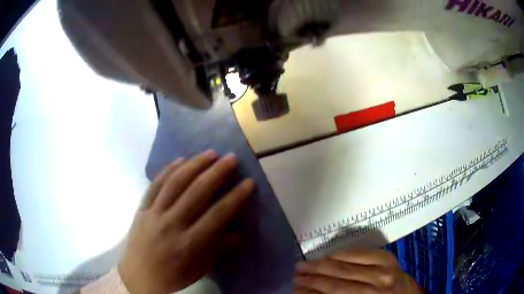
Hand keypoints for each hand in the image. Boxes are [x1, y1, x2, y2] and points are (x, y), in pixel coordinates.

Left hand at [118, 150, 253, 293]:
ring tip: (209, 153)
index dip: (235, 198)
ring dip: (193, 165)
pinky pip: (154, 186)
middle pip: (196, 193)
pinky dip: (167, 171)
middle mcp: (171, 225)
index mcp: (188, 244)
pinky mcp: (142, 209)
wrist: (139, 277)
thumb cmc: (173, 276)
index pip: (216, 216)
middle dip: (216, 173)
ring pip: (174, 184)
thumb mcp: (199, 268)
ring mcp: (153, 214)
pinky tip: (179, 160)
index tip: (249, 182)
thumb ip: (217, 248)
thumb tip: (238, 234)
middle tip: (231, 158)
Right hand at [293, 249, 421, 293]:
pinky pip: (360, 253)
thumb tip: (308, 293)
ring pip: (345, 266)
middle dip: (311, 278)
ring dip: (321, 265)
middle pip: (335, 281)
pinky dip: (342, 254)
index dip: (309, 292)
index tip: (293, 288)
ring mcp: (384, 271)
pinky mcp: (388, 258)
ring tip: (304, 264)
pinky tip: (329, 255)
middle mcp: (374, 288)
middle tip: (295, 273)